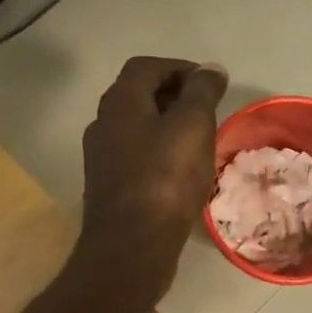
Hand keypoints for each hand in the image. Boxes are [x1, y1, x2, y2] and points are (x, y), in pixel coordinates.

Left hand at [80, 57, 228, 281]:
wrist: (131, 246)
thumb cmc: (165, 179)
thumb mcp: (193, 126)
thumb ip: (202, 92)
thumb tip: (210, 69)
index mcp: (120, 101)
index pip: (148, 66)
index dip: (180, 68)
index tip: (209, 85)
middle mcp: (103, 122)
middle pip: (139, 95)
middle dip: (174, 96)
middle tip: (207, 111)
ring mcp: (101, 156)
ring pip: (137, 127)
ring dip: (167, 126)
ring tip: (199, 141)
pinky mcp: (108, 186)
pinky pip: (136, 156)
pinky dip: (159, 152)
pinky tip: (180, 172)